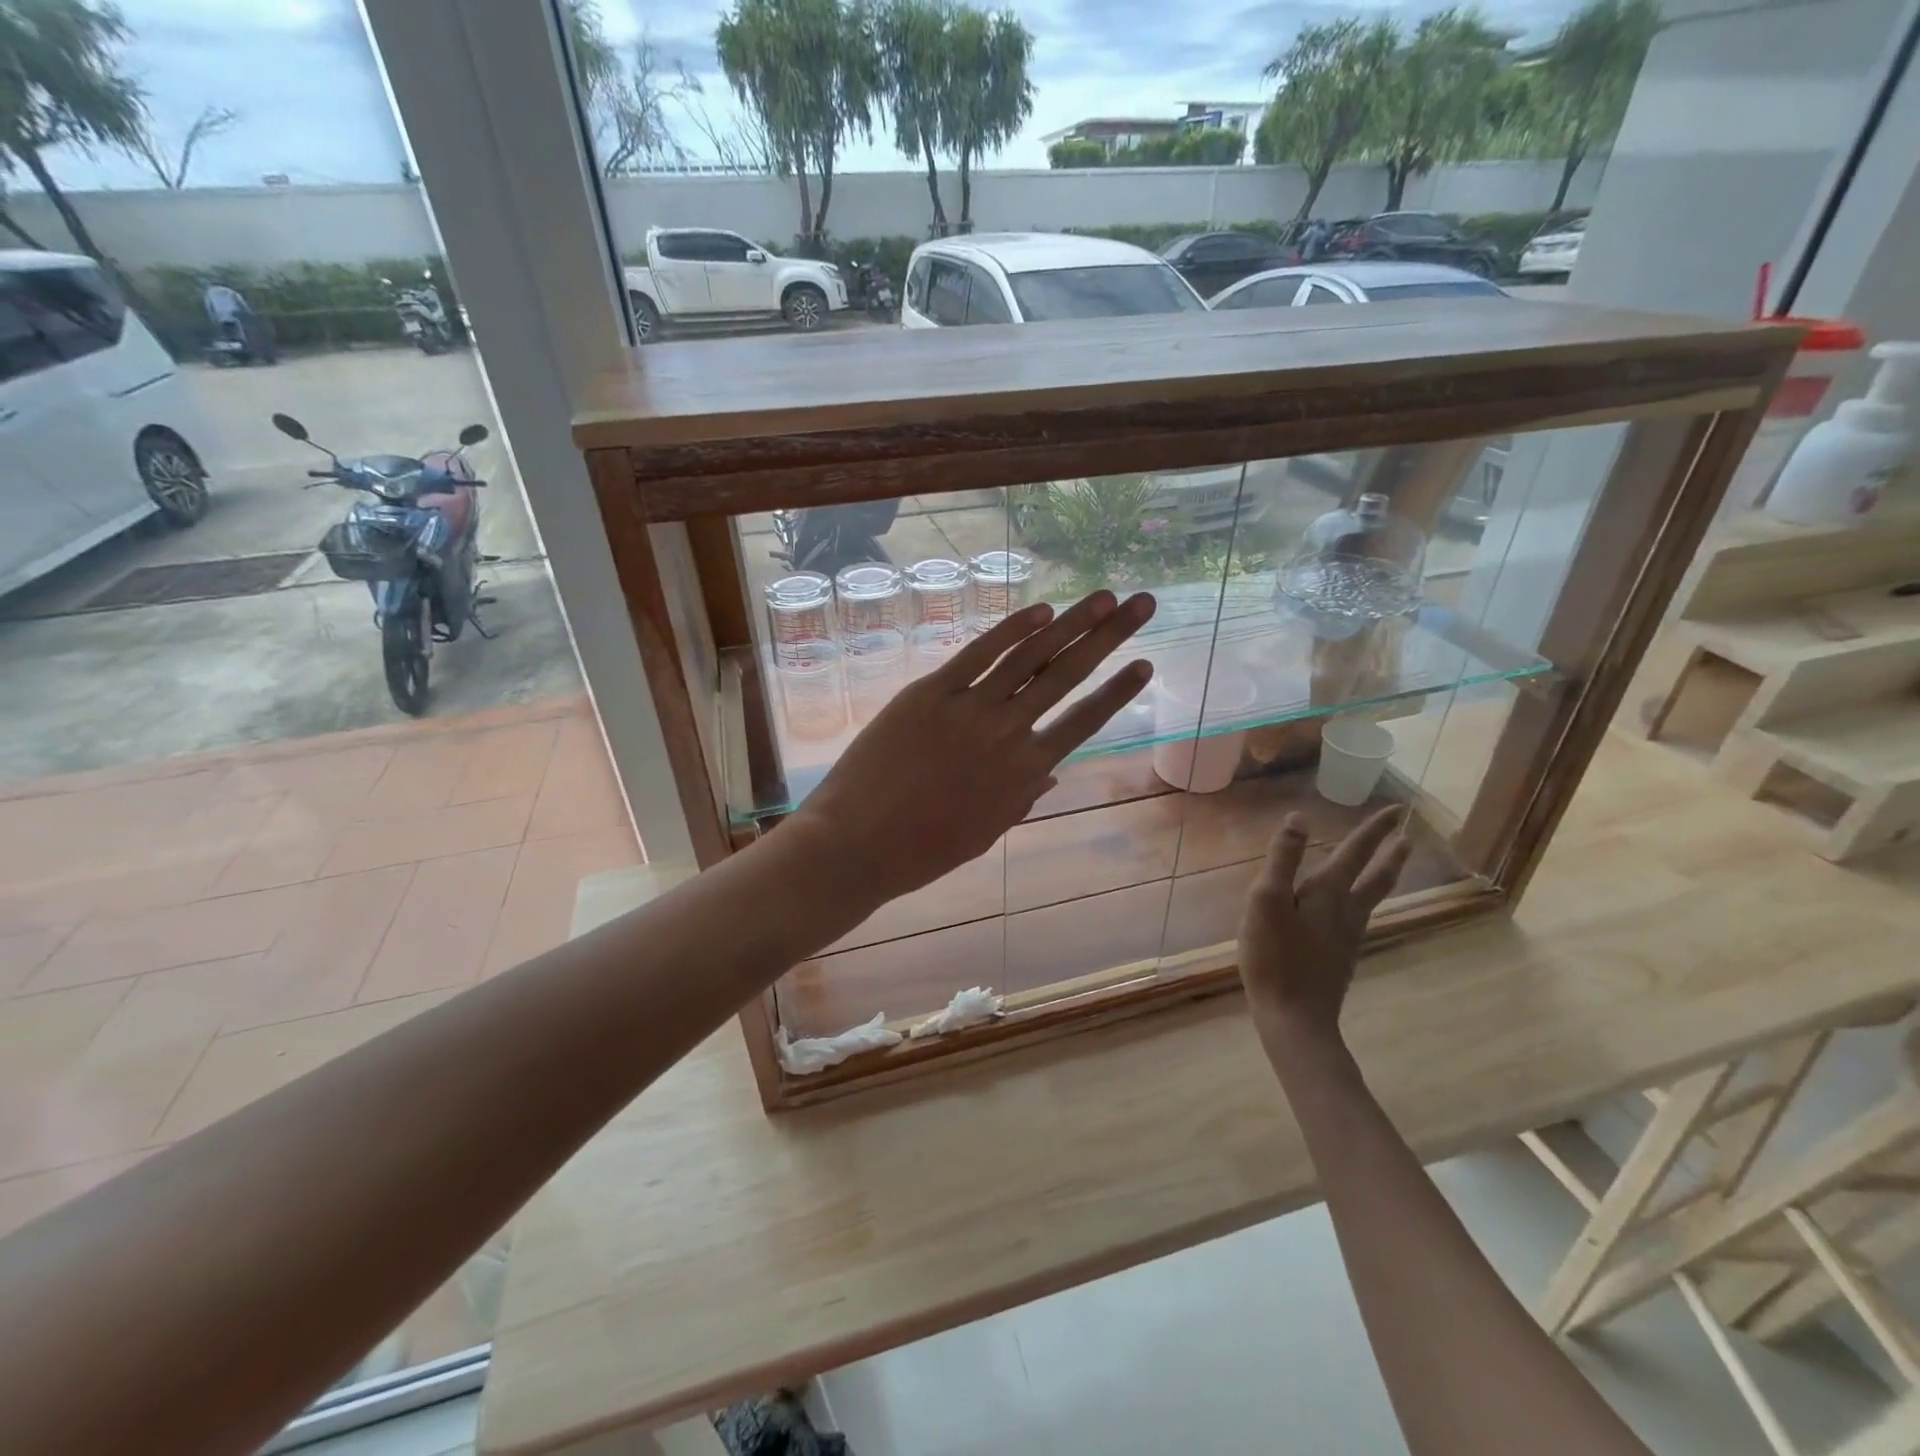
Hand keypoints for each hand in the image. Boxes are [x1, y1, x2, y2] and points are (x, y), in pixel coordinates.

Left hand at [788, 591, 1155, 908]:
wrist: (857, 844)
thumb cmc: (923, 851)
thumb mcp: (985, 832)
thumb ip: (1021, 799)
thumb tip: (1052, 776)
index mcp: (1026, 773)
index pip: (1084, 721)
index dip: (1118, 691)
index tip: (1145, 663)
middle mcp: (1008, 733)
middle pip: (1068, 676)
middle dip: (1109, 637)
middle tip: (1142, 603)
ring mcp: (968, 708)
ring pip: (1030, 657)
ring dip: (1071, 623)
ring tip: (1102, 597)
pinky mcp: (930, 692)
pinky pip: (978, 654)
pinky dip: (1011, 629)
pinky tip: (1041, 610)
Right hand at [1237, 806, 1408, 1050]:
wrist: (1295, 1018)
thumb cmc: (1274, 957)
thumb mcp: (1267, 901)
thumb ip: (1282, 860)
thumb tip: (1299, 818)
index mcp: (1327, 894)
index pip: (1355, 853)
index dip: (1373, 831)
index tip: (1397, 810)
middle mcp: (1345, 912)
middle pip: (1375, 879)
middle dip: (1390, 855)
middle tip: (1407, 836)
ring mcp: (1346, 938)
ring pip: (1370, 899)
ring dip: (1382, 877)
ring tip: (1391, 865)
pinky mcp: (1340, 958)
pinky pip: (1357, 918)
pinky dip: (1363, 901)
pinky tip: (1353, 910)